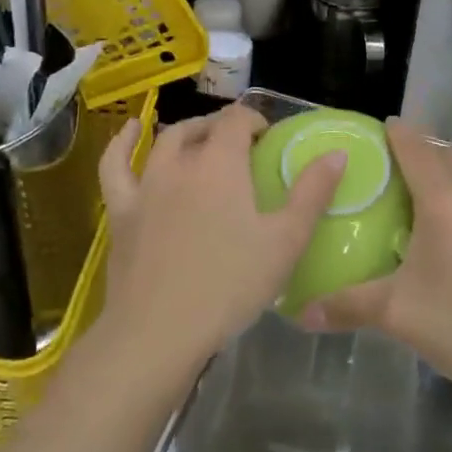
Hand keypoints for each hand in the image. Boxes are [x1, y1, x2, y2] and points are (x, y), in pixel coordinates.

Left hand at [97, 105, 345, 373]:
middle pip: (201, 128)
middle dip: (223, 127)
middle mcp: (181, 163)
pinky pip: (115, 166)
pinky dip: (121, 144)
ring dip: (186, 133)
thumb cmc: (230, 285)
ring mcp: (146, 185)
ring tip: (199, 137)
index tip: (268, 139)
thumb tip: (336, 153)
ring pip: (164, 142)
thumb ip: (312, 193)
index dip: (254, 121)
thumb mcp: (285, 241)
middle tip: (241, 145)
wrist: (159, 332)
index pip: (237, 120)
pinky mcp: (122, 211)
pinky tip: (128, 132)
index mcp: (221, 164)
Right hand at [300, 119, 451, 412]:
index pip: (416, 149)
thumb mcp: (400, 316)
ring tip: (447, 186)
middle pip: (450, 154)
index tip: (385, 125)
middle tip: (405, 166)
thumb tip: (300, 312)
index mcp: (443, 201)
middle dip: (427, 151)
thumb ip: (348, 306)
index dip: (399, 133)